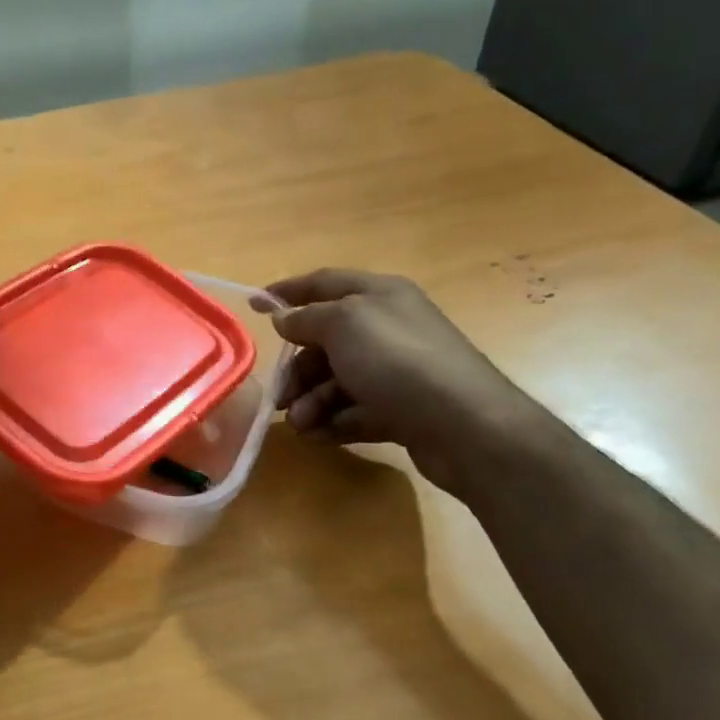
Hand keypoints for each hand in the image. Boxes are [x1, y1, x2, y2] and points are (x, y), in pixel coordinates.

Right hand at [253, 269, 538, 493]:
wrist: (465, 425)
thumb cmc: (398, 361)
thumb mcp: (344, 325)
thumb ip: (308, 318)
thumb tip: (285, 318)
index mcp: (379, 296)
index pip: (324, 283)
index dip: (288, 292)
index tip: (255, 305)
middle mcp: (387, 328)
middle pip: (325, 342)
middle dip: (297, 370)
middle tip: (280, 397)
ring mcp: (395, 371)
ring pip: (336, 381)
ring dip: (312, 402)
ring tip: (302, 424)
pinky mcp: (400, 409)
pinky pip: (354, 410)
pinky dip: (333, 422)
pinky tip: (319, 436)